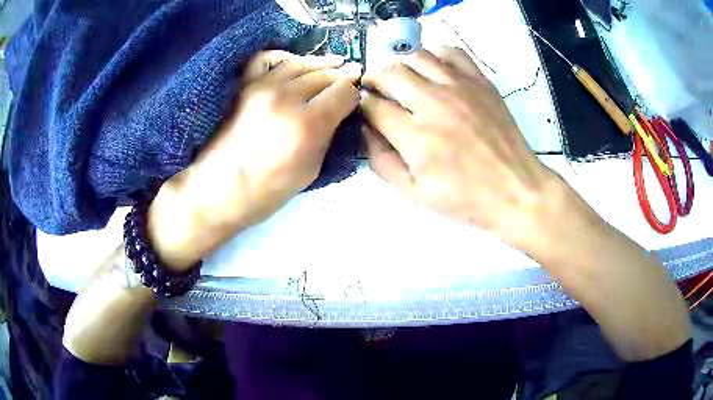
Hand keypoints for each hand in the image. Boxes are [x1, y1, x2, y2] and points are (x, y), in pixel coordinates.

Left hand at [148, 51, 361, 269]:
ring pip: (302, 63)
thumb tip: (337, 112)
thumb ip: (327, 134)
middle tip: (349, 79)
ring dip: (321, 65)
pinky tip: (295, 64)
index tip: (352, 101)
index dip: (352, 95)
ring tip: (333, 65)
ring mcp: (262, 87)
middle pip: (326, 74)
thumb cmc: (267, 192)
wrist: (219, 190)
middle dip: (341, 78)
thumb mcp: (310, 170)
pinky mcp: (244, 86)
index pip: (344, 91)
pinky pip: (268, 59)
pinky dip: (286, 58)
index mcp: (307, 124)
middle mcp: (286, 97)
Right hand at [361, 47, 560, 246]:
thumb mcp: (414, 194)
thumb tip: (365, 131)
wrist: (515, 189)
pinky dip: (435, 56)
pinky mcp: (480, 82)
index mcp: (415, 136)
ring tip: (404, 81)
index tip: (366, 111)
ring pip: (416, 57)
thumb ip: (382, 162)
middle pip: (389, 73)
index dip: (362, 106)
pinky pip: (450, 53)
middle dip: (375, 81)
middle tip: (379, 92)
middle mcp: (433, 103)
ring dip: (401, 66)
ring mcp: (459, 87)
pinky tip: (434, 71)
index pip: (372, 105)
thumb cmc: (465, 198)